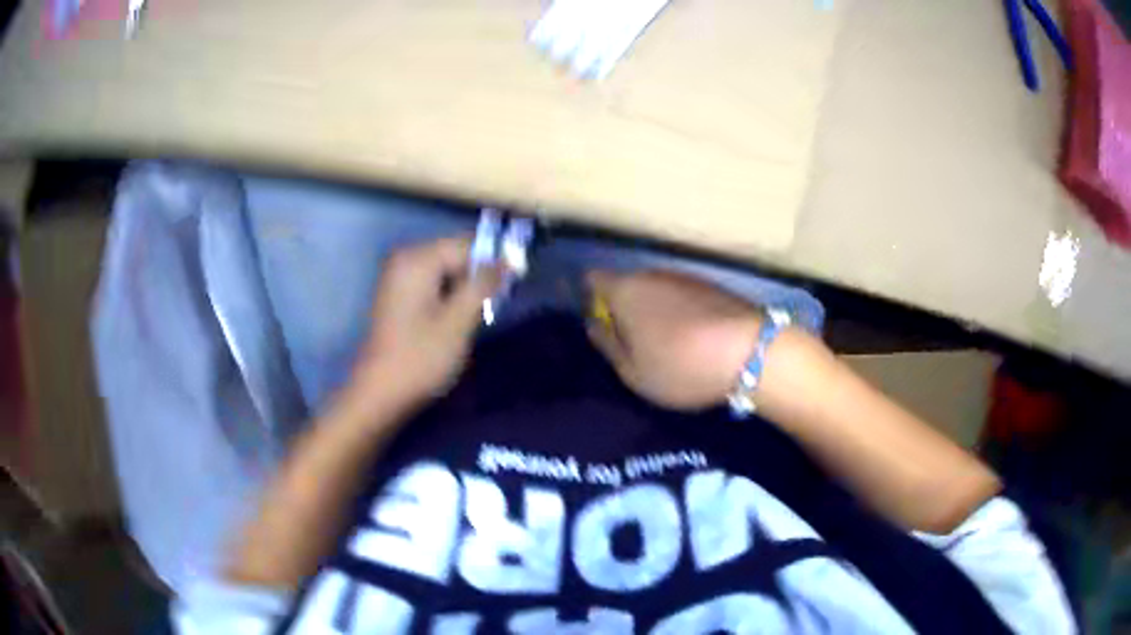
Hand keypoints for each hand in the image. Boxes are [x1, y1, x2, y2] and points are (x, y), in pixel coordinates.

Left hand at [346, 237, 499, 413]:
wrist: (379, 393)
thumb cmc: (420, 358)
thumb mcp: (458, 321)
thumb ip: (483, 285)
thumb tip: (509, 259)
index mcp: (417, 259)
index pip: (467, 244)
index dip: (494, 260)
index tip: (516, 282)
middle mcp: (405, 259)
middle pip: (455, 254)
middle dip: (479, 275)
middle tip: (496, 304)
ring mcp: (398, 277)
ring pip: (446, 271)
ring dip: (466, 288)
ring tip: (478, 315)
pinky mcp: (398, 295)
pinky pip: (433, 283)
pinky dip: (449, 296)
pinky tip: (457, 319)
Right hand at [586, 269, 762, 409]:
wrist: (749, 351)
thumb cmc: (680, 366)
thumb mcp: (633, 371)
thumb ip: (608, 345)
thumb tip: (594, 324)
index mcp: (625, 290)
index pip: (593, 278)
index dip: (591, 298)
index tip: (601, 326)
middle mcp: (652, 274)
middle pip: (627, 283)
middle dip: (625, 307)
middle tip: (634, 343)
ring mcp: (686, 277)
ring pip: (657, 290)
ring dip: (655, 310)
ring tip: (668, 344)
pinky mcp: (713, 286)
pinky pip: (683, 296)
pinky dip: (681, 312)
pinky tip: (694, 339)